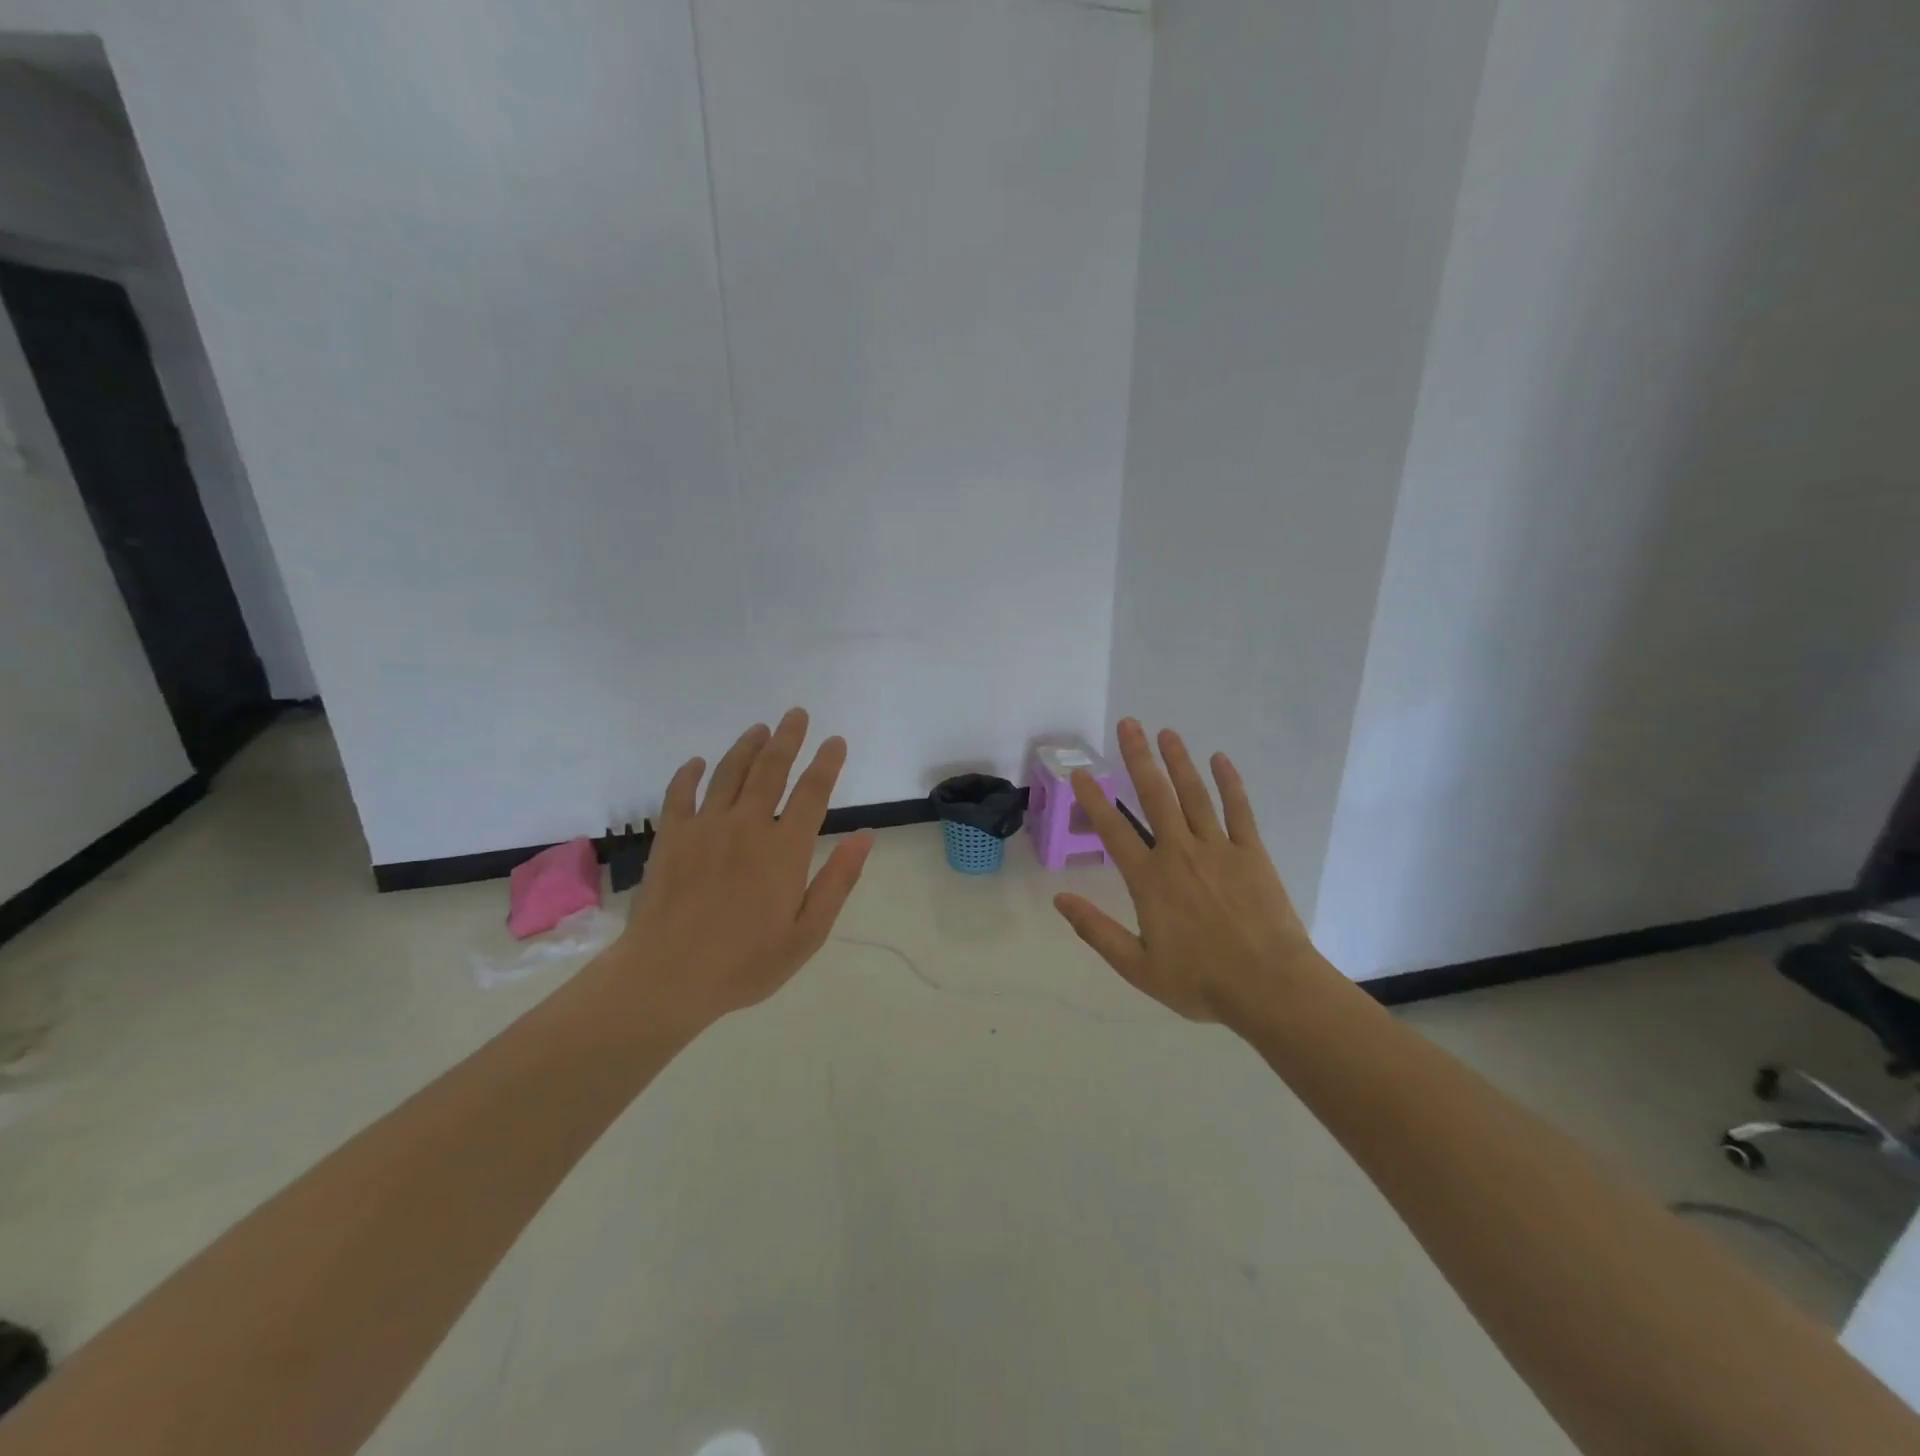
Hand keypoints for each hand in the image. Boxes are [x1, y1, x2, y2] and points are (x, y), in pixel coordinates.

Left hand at [601, 708, 873, 1032]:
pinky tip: (698, 762)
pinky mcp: (671, 836)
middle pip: (770, 769)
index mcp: (784, 849)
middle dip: (788, 738)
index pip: (812, 792)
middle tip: (796, 714)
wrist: (667, 977)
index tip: (836, 741)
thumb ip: (837, 881)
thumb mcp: (807, 934)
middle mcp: (747, 826)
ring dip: (747, 746)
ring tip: (760, 728)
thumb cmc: (746, 962)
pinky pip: (680, 793)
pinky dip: (690, 773)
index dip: (827, 763)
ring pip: (729, 773)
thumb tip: (864, 836)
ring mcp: (705, 827)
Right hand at [1052, 719, 1327, 1025]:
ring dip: (1179, 761)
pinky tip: (1221, 759)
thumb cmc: (1200, 981)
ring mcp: (1218, 849)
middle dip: (1138, 758)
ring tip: (1166, 732)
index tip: (1081, 773)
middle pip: (1155, 796)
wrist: (1270, 987)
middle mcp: (1180, 853)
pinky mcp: (1251, 853)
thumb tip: (1059, 900)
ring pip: (1194, 795)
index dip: (1094, 800)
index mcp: (1150, 880)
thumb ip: (1096, 931)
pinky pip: (1238, 810)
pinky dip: (1230, 783)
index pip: (1114, 831)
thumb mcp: (1137, 966)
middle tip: (1128, 724)